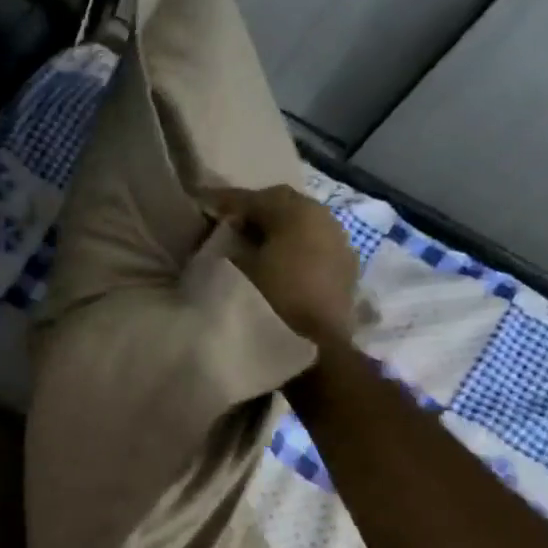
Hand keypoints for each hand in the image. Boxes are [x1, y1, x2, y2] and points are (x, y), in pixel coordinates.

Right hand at [206, 184, 358, 345]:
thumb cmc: (268, 304)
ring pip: (302, 225)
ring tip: (251, 245)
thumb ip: (228, 244)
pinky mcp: (346, 270)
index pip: (255, 197)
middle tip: (227, 224)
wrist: (313, 350)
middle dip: (254, 211)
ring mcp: (339, 244)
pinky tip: (278, 264)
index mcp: (296, 213)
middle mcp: (324, 219)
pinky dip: (293, 248)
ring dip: (276, 229)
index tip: (202, 204)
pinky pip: (314, 246)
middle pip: (283, 205)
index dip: (226, 200)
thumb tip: (225, 235)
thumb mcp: (235, 271)